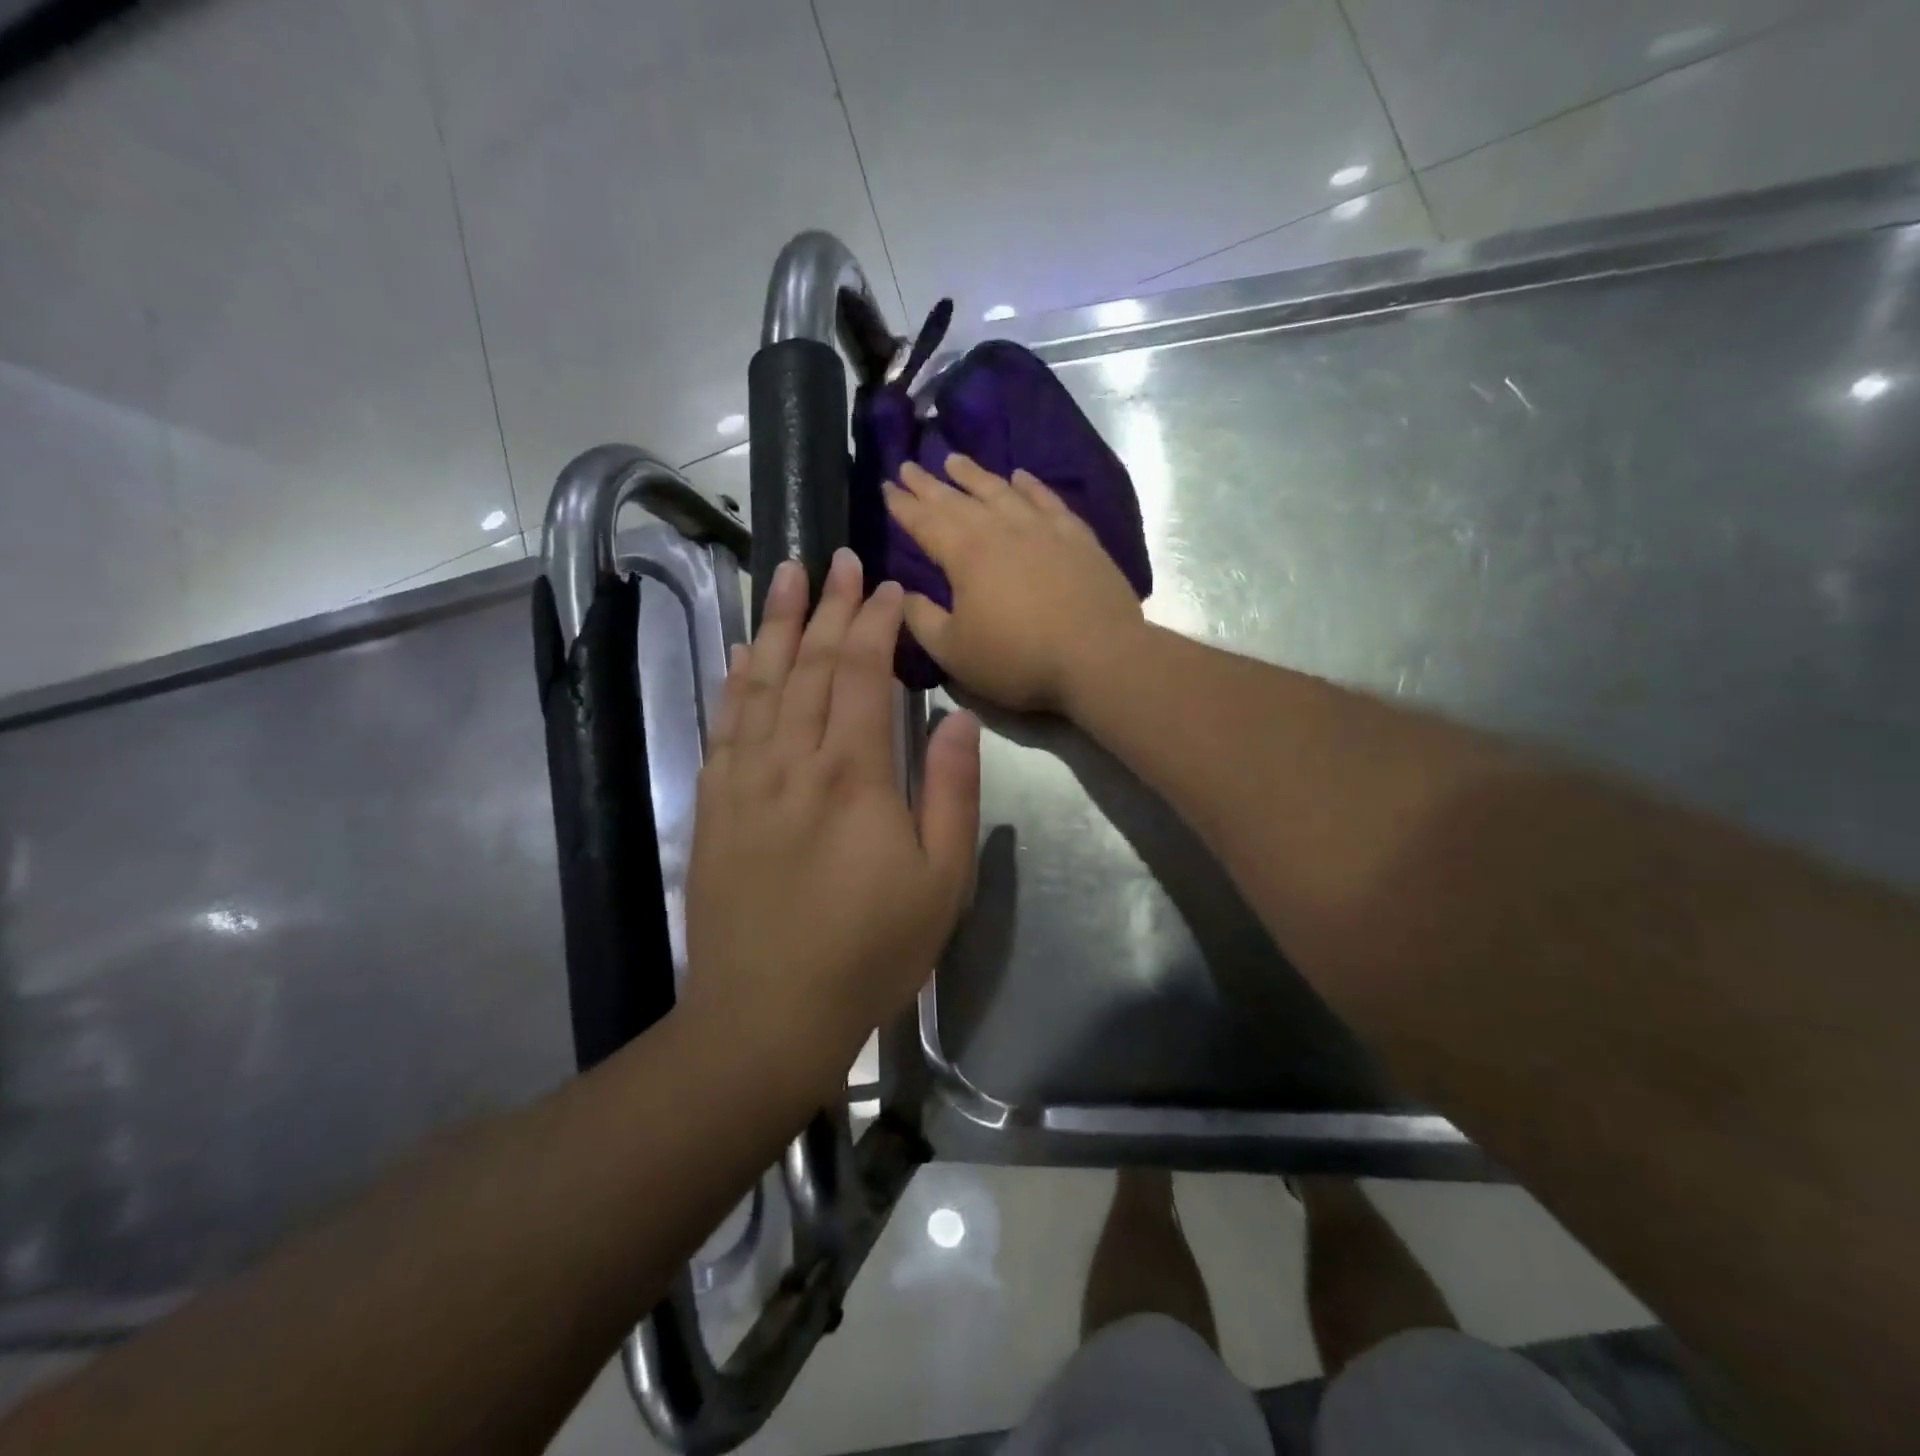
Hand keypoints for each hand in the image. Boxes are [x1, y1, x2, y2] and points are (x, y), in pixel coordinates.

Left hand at [679, 550, 980, 1095]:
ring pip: (761, 682)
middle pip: (810, 664)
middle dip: (827, 606)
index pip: (863, 674)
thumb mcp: (942, 881)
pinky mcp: (715, 805)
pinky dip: (735, 680)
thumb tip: (958, 716)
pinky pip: (724, 724)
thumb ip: (952, 791)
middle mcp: (792, 761)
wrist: (767, 1014)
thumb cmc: (870, 951)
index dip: (875, 624)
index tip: (889, 589)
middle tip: (838, 560)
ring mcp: (744, 780)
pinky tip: (743, 654)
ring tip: (784, 575)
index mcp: (853, 775)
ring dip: (775, 624)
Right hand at [884, 454, 1144, 713]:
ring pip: (1001, 491)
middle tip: (909, 465)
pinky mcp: (1077, 536)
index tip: (887, 487)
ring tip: (954, 459)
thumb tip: (902, 593)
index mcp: (966, 554)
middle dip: (929, 483)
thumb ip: (922, 619)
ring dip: (974, 475)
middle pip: (958, 499)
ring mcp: (1042, 528)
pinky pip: (1047, 500)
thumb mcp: (954, 651)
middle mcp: (1001, 529)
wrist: (1099, 655)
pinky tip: (1020, 476)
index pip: (925, 521)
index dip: (903, 505)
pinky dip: (1030, 485)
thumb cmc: (1018, 658)